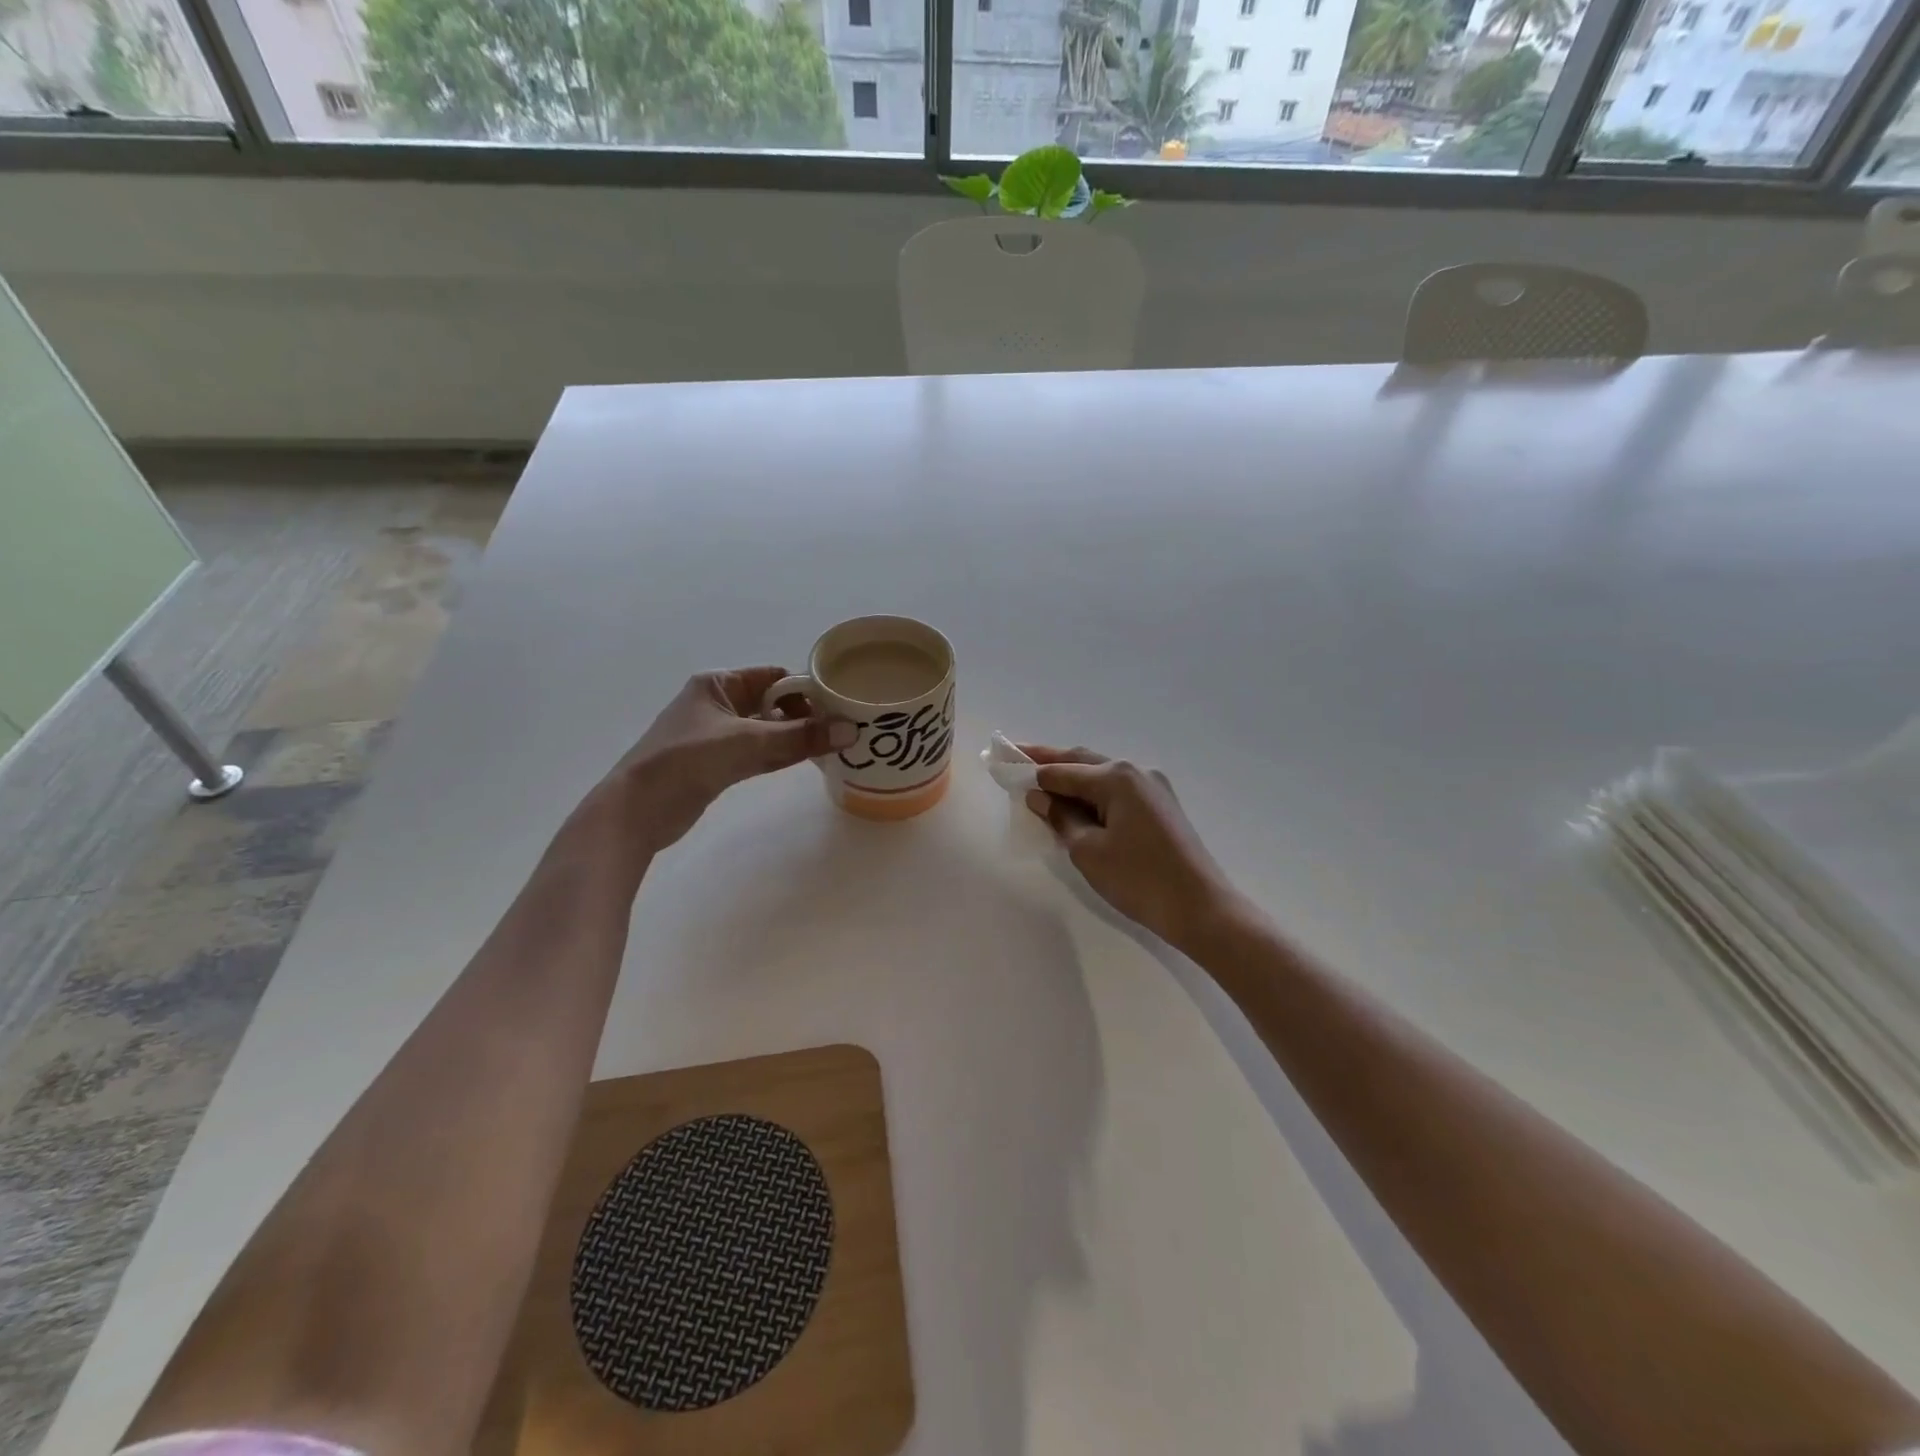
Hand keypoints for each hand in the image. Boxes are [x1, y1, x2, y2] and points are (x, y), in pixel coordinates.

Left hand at [574, 667, 854, 862]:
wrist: (636, 810)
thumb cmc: (687, 761)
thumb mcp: (748, 743)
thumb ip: (800, 737)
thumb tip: (851, 730)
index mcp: (717, 684)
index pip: (773, 676)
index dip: (806, 689)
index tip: (839, 705)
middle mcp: (717, 704)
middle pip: (772, 703)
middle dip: (805, 715)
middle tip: (842, 729)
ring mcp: (715, 736)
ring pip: (766, 730)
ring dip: (794, 737)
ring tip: (833, 745)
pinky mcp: (716, 764)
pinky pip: (757, 753)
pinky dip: (780, 755)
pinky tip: (806, 761)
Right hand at [1022, 746, 1240, 951]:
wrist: (1201, 908)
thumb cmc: (1138, 879)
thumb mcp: (1088, 850)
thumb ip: (1060, 817)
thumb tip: (1040, 797)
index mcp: (1116, 777)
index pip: (1062, 769)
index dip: (1030, 769)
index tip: (1003, 763)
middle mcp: (1136, 772)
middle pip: (1082, 761)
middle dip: (1049, 761)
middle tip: (1016, 757)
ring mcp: (1153, 788)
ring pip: (1101, 775)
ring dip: (1071, 778)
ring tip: (1040, 782)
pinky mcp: (1161, 807)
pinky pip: (1117, 792)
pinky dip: (1092, 794)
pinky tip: (1075, 804)